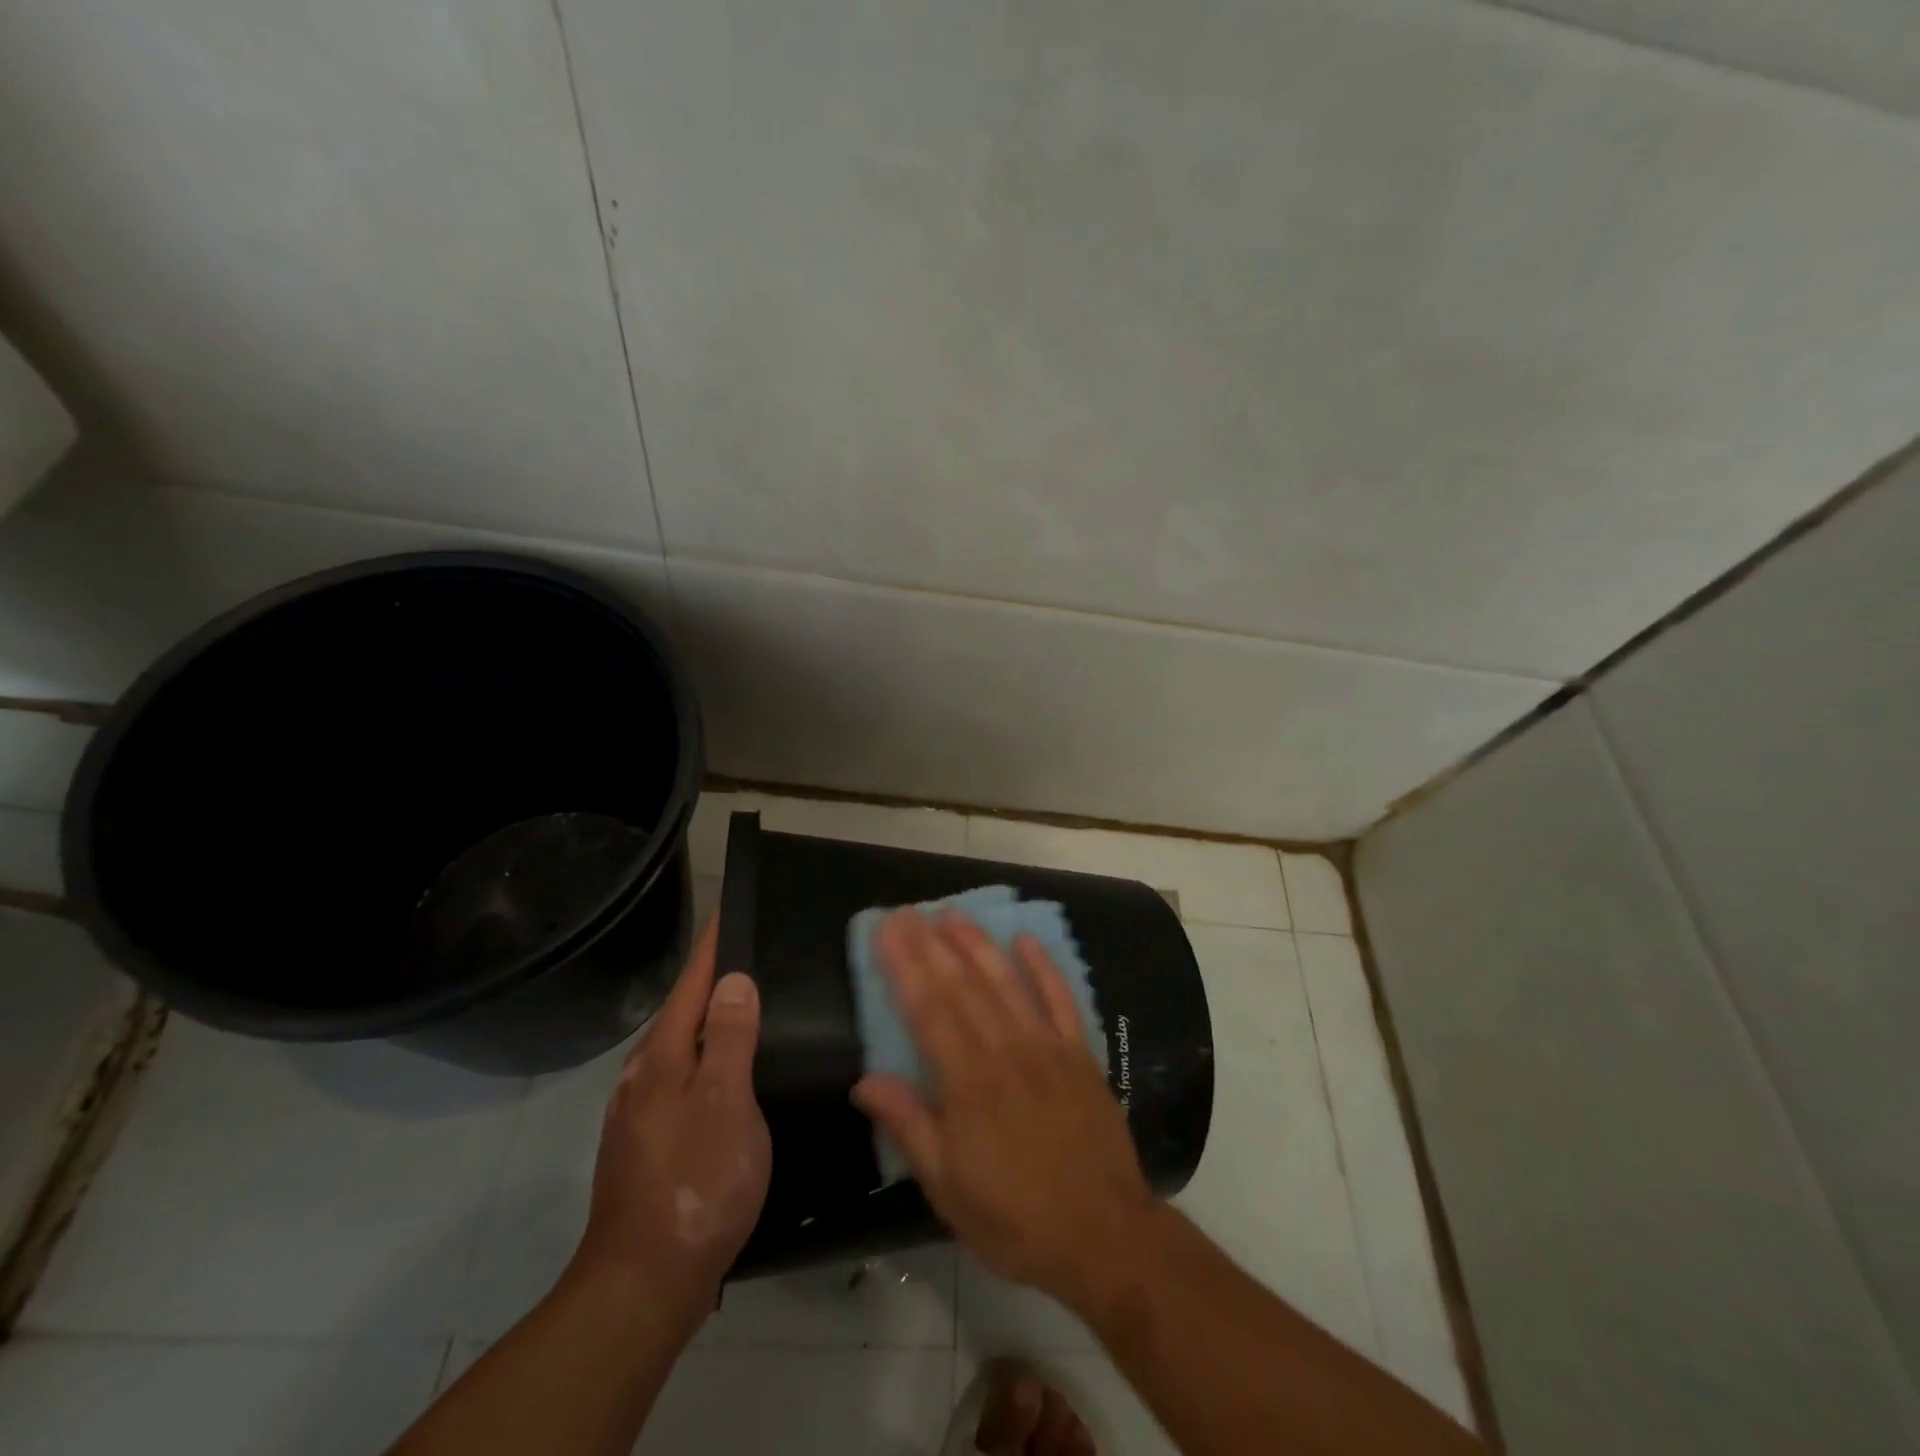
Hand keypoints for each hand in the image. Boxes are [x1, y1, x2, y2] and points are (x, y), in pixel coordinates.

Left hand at [573, 916, 770, 1317]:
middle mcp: (644, 1076)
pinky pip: (682, 1079)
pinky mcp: (647, 1143)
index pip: (693, 983)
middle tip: (755, 955)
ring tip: (748, 1006)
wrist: (643, 1284)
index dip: (713, 946)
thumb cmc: (696, 1182)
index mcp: (663, 1057)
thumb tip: (734, 980)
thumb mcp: (726, 1103)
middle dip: (713, 979)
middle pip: (683, 1012)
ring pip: (681, 1048)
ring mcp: (640, 1112)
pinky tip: (728, 1073)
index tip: (729, 909)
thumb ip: (731, 1038)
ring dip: (711, 1021)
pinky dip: (707, 1060)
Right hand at [851, 908, 1153, 1311]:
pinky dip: (1043, 967)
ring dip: (978, 945)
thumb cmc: (1015, 1219)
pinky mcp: (1080, 1054)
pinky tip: (1026, 939)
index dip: (905, 967)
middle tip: (909, 911)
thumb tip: (864, 1081)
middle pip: (962, 987)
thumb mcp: (948, 1188)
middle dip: (932, 945)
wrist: (1104, 1235)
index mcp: (968, 1084)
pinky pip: (1061, 1000)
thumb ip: (909, 1126)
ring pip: (1006, 983)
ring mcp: (1047, 1048)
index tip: (886, 931)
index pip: (928, 1011)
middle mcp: (1006, 1052)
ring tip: (953, 913)